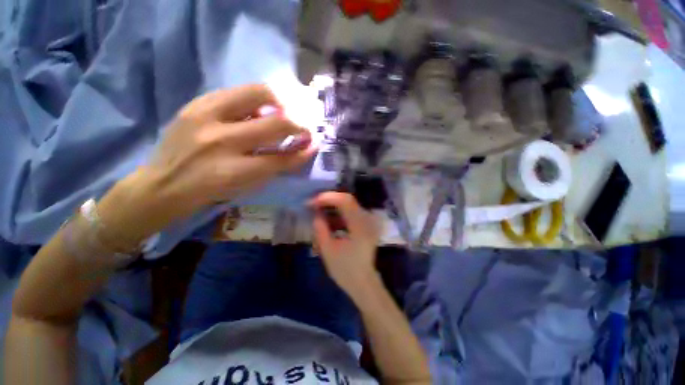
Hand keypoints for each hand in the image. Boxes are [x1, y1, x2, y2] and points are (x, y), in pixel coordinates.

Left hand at [99, 85, 316, 246]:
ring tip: (285, 111)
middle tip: (303, 126)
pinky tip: (260, 108)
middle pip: (275, 123)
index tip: (314, 143)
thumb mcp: (246, 187)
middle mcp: (222, 141)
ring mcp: (206, 116)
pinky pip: (237, 92)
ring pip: (257, 94)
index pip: (282, 158)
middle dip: (298, 123)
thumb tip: (298, 148)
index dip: (303, 151)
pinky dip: (256, 99)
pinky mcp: (195, 103)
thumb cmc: (210, 192)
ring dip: (280, 102)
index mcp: (234, 171)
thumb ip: (274, 167)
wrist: (162, 184)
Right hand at [311, 192, 380, 299]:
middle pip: (347, 200)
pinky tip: (329, 218)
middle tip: (313, 204)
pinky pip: (351, 212)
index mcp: (360, 226)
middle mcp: (367, 220)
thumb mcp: (328, 250)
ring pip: (349, 205)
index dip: (327, 198)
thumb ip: (320, 228)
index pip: (344, 201)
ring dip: (333, 205)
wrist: (363, 282)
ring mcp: (368, 222)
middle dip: (329, 200)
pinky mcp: (366, 225)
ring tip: (318, 210)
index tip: (312, 202)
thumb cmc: (345, 269)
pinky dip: (339, 212)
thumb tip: (316, 214)